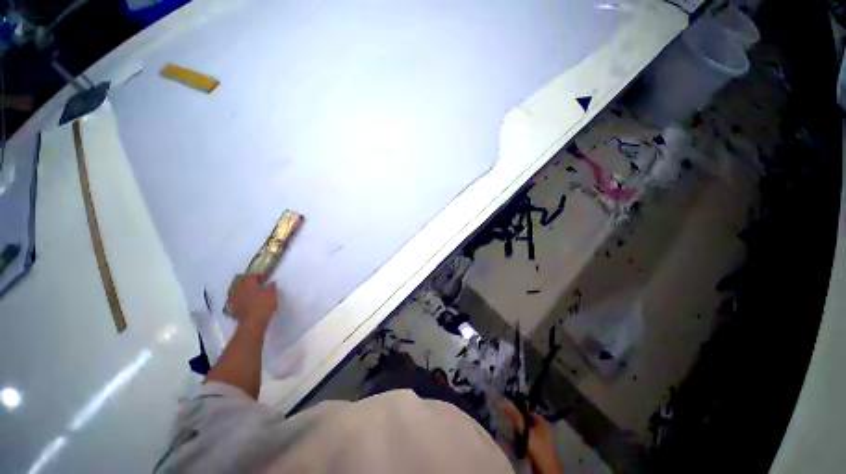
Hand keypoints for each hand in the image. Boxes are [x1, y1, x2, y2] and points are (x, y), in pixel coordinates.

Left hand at [228, 274, 277, 330]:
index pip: (253, 275)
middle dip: (250, 281)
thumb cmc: (264, 305)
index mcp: (249, 283)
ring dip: (245, 289)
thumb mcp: (273, 294)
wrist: (252, 322)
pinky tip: (246, 301)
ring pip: (238, 289)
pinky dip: (241, 297)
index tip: (266, 277)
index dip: (260, 275)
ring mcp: (234, 298)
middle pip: (243, 281)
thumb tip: (271, 283)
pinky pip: (236, 298)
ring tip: (253, 292)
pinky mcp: (232, 307)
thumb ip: (271, 286)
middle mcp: (239, 289)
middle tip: (259, 283)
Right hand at [501, 400, 562, 473]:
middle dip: (517, 420)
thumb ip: (515, 416)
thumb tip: (505, 401)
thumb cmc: (536, 446)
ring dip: (518, 430)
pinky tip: (513, 440)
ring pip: (526, 431)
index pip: (528, 411)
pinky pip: (526, 440)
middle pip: (527, 420)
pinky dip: (520, 439)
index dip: (518, 409)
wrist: (545, 468)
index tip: (507, 409)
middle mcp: (542, 428)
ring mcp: (540, 439)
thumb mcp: (524, 429)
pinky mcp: (537, 448)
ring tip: (507, 429)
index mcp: (542, 421)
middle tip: (506, 419)